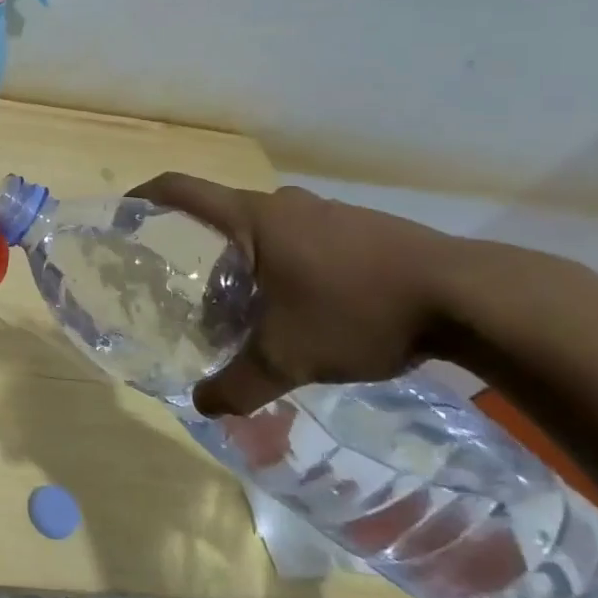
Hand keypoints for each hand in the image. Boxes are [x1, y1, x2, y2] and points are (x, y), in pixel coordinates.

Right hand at [127, 174, 462, 417]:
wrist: (472, 297)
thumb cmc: (359, 311)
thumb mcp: (289, 357)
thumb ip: (239, 384)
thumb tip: (202, 407)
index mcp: (253, 218)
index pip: (182, 190)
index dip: (147, 194)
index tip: (126, 210)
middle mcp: (285, 205)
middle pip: (223, 215)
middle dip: (200, 247)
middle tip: (190, 288)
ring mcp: (328, 213)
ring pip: (266, 229)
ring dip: (247, 259)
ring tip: (246, 305)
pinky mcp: (364, 228)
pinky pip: (303, 238)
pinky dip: (286, 264)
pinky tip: (303, 307)